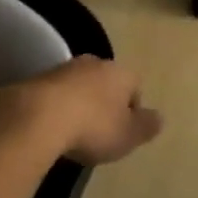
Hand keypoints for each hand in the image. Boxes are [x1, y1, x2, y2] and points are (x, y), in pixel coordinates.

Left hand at [0, 56, 162, 164]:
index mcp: (120, 72)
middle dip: (105, 102)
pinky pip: (56, 93)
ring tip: (73, 132)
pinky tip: (52, 128)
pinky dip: (57, 107)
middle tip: (100, 132)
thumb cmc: (93, 126)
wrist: (38, 116)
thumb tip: (159, 117)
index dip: (132, 109)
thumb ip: (147, 126)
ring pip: (80, 85)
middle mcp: (95, 63)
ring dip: (79, 103)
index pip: (135, 86)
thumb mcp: (128, 135)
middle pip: (106, 82)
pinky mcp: (38, 78)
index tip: (124, 131)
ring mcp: (65, 68)